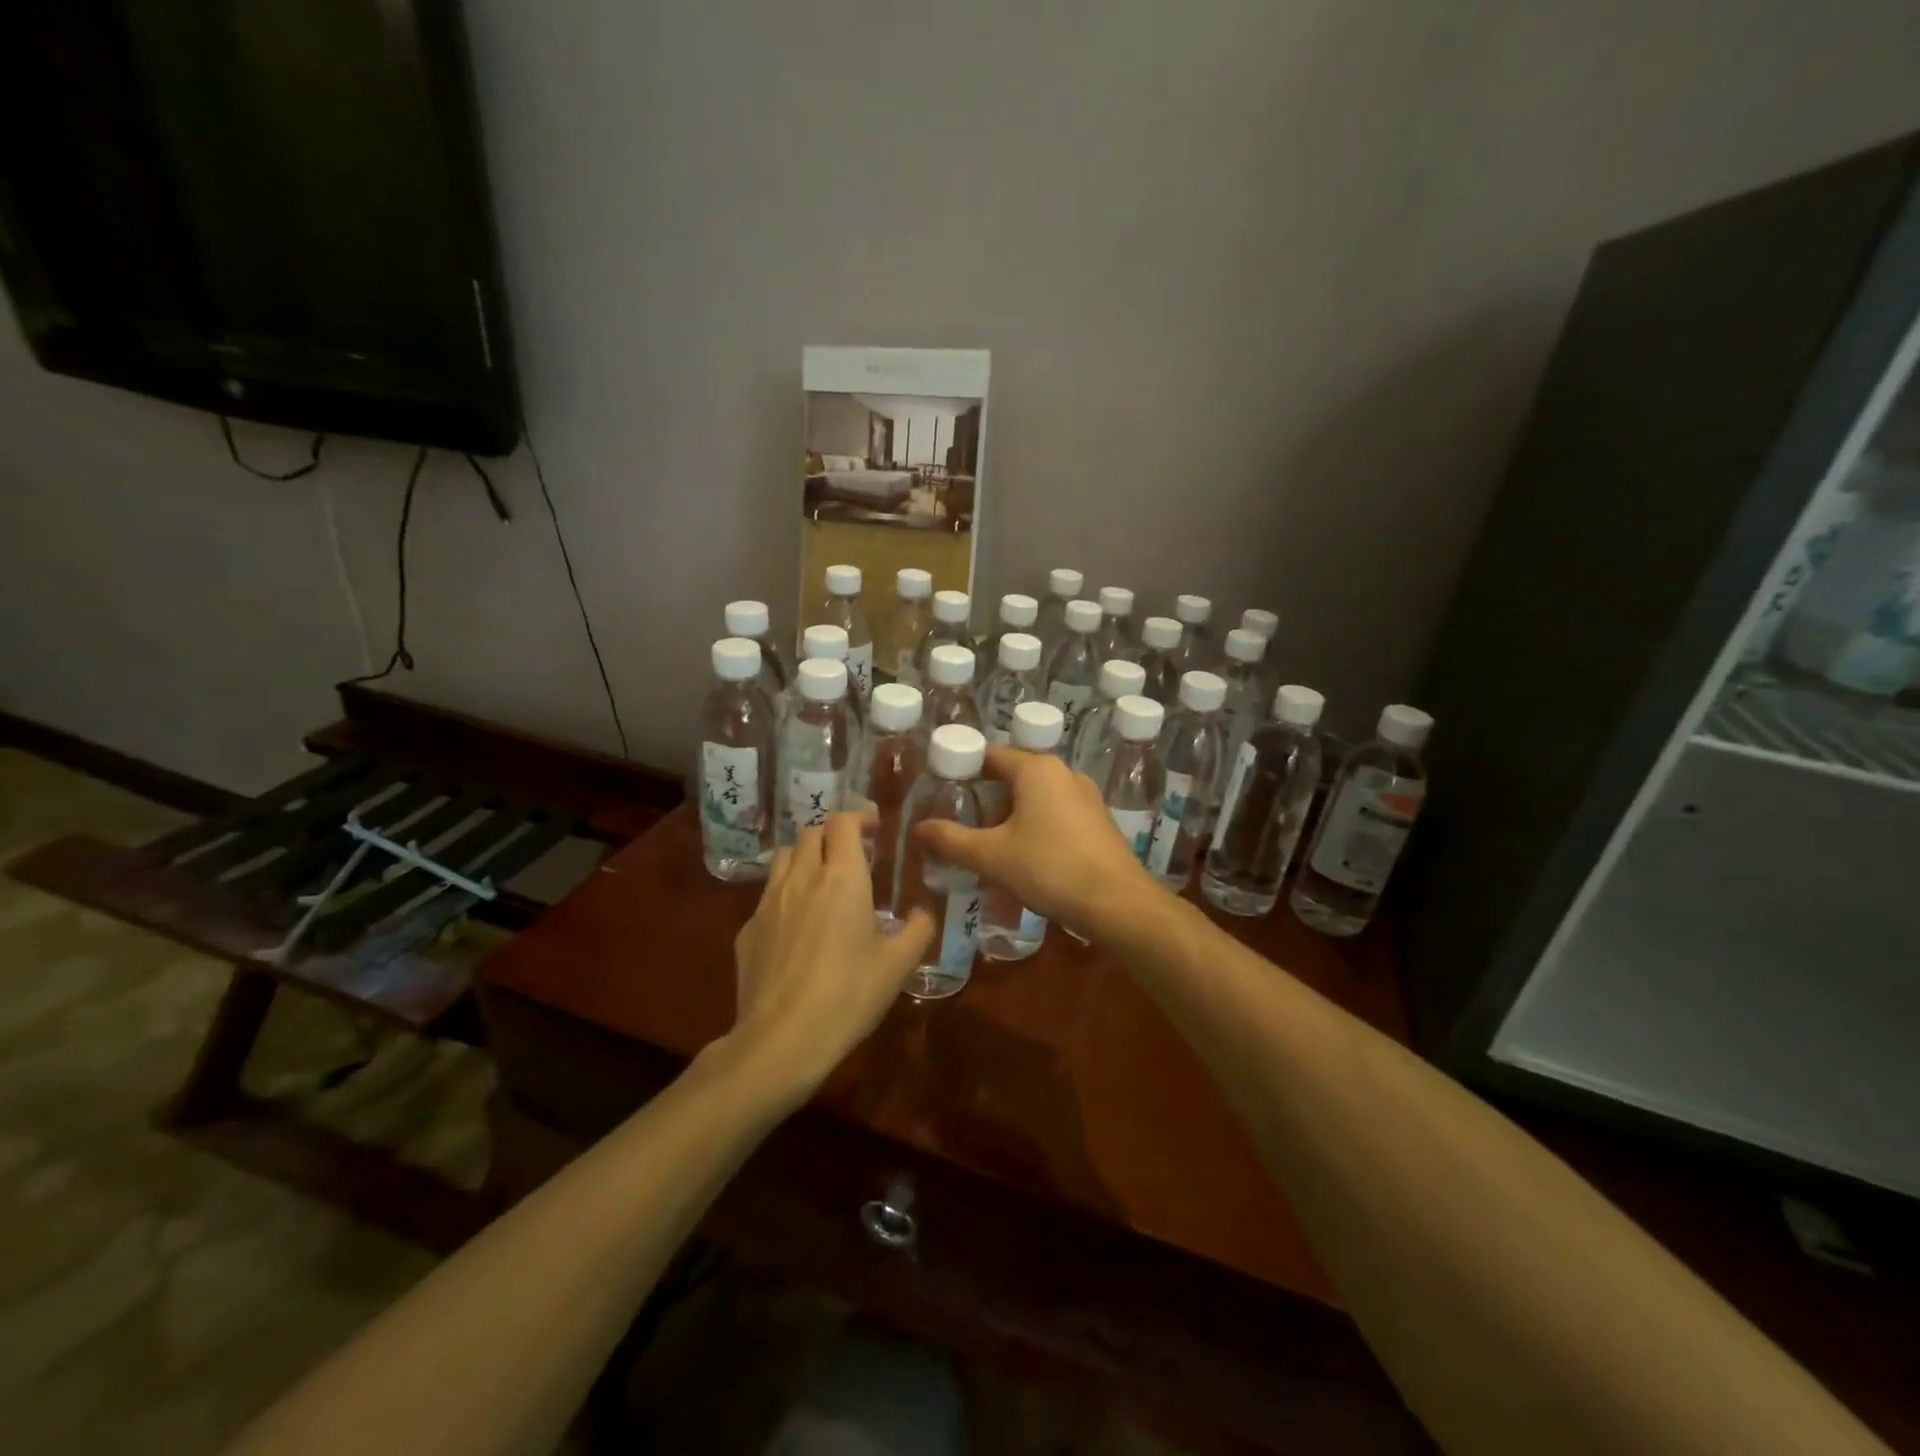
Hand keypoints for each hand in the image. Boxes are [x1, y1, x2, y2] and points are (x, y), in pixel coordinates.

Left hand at [731, 813, 934, 1094]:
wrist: (782, 1039)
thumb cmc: (849, 995)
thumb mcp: (898, 965)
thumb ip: (918, 930)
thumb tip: (923, 913)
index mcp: (842, 877)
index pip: (844, 821)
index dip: (859, 817)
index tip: (874, 830)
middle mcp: (802, 878)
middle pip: (812, 832)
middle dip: (833, 836)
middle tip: (852, 857)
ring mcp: (768, 902)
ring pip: (785, 858)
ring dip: (806, 857)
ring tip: (822, 882)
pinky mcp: (748, 929)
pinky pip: (768, 895)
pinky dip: (786, 894)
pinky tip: (797, 927)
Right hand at [915, 747, 1157, 934]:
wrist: (1117, 903)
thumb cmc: (1049, 868)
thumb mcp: (991, 856)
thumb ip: (951, 840)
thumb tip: (918, 828)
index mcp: (1036, 769)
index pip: (990, 755)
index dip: (962, 768)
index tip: (940, 788)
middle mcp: (1064, 772)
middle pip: (1013, 776)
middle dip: (985, 798)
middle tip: (960, 823)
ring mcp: (1086, 796)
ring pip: (1036, 796)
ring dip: (1011, 815)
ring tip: (988, 844)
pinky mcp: (1099, 821)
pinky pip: (1057, 813)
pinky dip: (1036, 826)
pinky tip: (1026, 856)